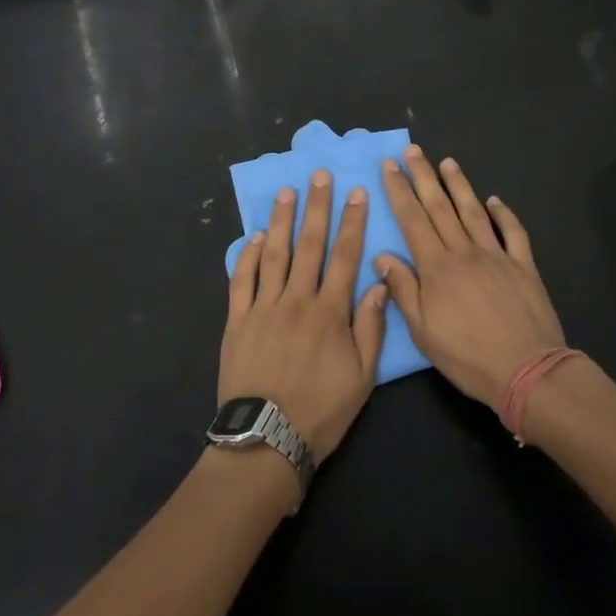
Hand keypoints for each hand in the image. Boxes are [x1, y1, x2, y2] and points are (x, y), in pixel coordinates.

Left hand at [221, 172, 388, 463]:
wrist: (266, 440)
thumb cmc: (321, 411)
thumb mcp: (361, 378)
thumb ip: (370, 327)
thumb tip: (377, 284)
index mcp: (330, 311)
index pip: (345, 256)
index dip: (352, 222)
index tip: (356, 192)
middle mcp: (297, 299)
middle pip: (310, 245)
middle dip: (317, 207)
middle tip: (318, 175)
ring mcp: (264, 307)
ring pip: (274, 253)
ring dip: (281, 220)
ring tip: (286, 192)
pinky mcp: (237, 319)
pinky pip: (242, 280)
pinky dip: (247, 255)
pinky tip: (253, 237)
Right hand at [374, 146, 565, 412]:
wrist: (527, 370)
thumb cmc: (468, 356)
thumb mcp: (424, 332)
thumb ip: (403, 290)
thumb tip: (382, 255)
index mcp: (437, 267)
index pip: (413, 220)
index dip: (399, 191)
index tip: (390, 166)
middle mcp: (464, 252)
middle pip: (440, 207)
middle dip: (424, 176)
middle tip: (413, 150)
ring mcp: (496, 255)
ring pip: (473, 211)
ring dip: (459, 185)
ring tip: (448, 162)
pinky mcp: (523, 266)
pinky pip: (512, 232)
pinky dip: (503, 213)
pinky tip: (494, 200)